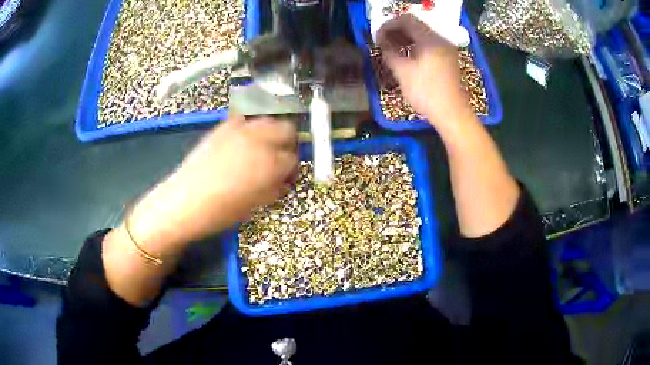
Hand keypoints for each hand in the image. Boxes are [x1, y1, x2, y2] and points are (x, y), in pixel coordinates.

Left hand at [128, 115, 297, 255]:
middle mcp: (259, 140)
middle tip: (280, 157)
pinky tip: (242, 141)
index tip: (288, 176)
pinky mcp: (223, 127)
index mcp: (271, 163)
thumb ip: (275, 188)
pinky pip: (243, 120)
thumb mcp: (256, 205)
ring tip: (262, 148)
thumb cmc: (222, 211)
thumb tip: (283, 181)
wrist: (186, 202)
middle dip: (288, 143)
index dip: (293, 169)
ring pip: (267, 121)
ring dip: (271, 133)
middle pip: (287, 129)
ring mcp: (240, 130)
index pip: (294, 158)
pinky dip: (248, 128)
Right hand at [376, 14, 474, 127]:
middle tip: (382, 41)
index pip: (406, 20)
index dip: (388, 26)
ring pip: (422, 35)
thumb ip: (389, 52)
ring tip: (391, 48)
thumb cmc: (426, 92)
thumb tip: (382, 43)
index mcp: (430, 38)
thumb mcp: (403, 72)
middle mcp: (440, 39)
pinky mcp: (448, 58)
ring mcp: (446, 49)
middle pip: (415, 25)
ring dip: (405, 38)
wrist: (452, 113)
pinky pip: (429, 44)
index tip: (377, 36)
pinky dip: (415, 45)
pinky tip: (406, 55)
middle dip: (396, 31)